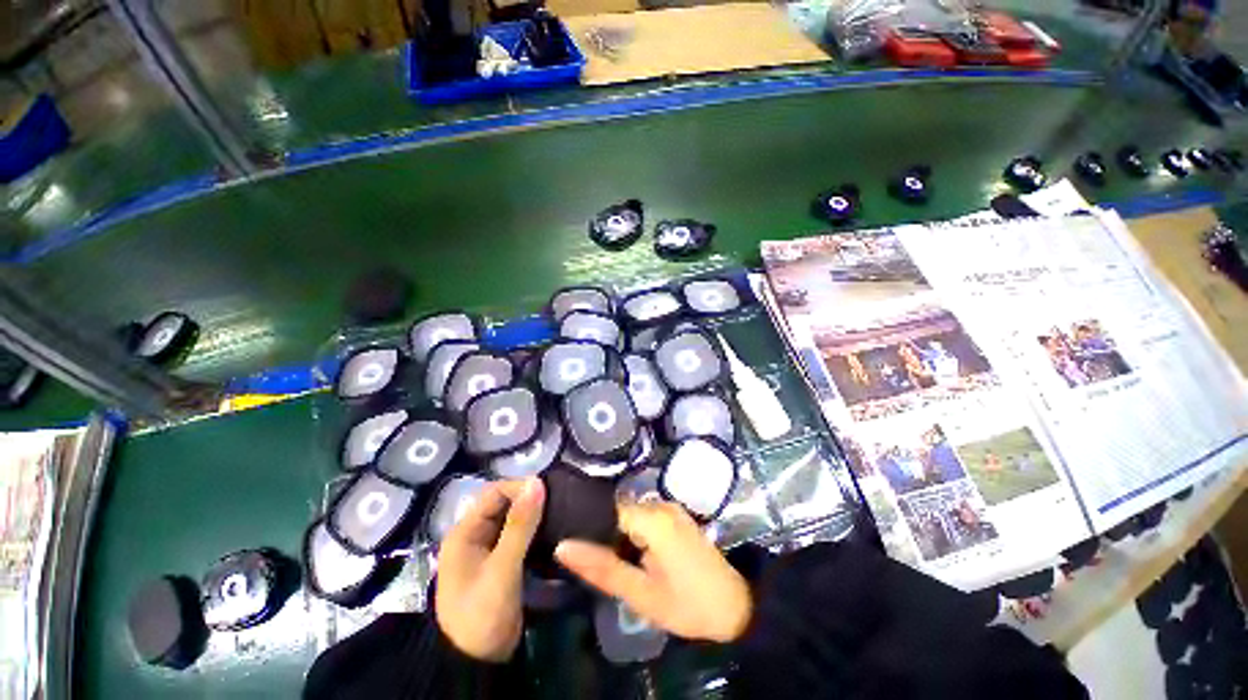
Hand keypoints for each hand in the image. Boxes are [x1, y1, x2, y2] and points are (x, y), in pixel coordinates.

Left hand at [435, 478, 544, 661]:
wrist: (478, 664)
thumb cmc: (482, 613)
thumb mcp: (502, 569)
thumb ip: (520, 526)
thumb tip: (537, 482)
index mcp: (465, 532)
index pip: (494, 492)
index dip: (519, 487)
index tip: (548, 492)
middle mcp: (475, 535)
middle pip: (503, 503)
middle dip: (529, 499)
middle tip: (558, 502)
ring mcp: (488, 549)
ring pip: (513, 518)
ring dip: (533, 513)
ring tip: (559, 512)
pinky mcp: (502, 561)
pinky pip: (519, 535)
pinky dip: (534, 529)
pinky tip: (552, 529)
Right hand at [555, 500, 751, 642]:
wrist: (736, 607)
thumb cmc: (687, 604)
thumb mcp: (640, 594)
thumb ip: (602, 568)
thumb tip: (563, 546)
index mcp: (652, 518)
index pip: (606, 509)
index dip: (587, 524)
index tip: (571, 542)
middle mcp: (660, 503)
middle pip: (618, 509)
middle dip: (603, 532)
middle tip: (590, 559)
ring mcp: (671, 507)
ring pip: (631, 513)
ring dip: (618, 533)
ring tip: (607, 558)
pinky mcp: (676, 515)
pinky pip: (645, 516)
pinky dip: (634, 532)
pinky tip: (630, 553)